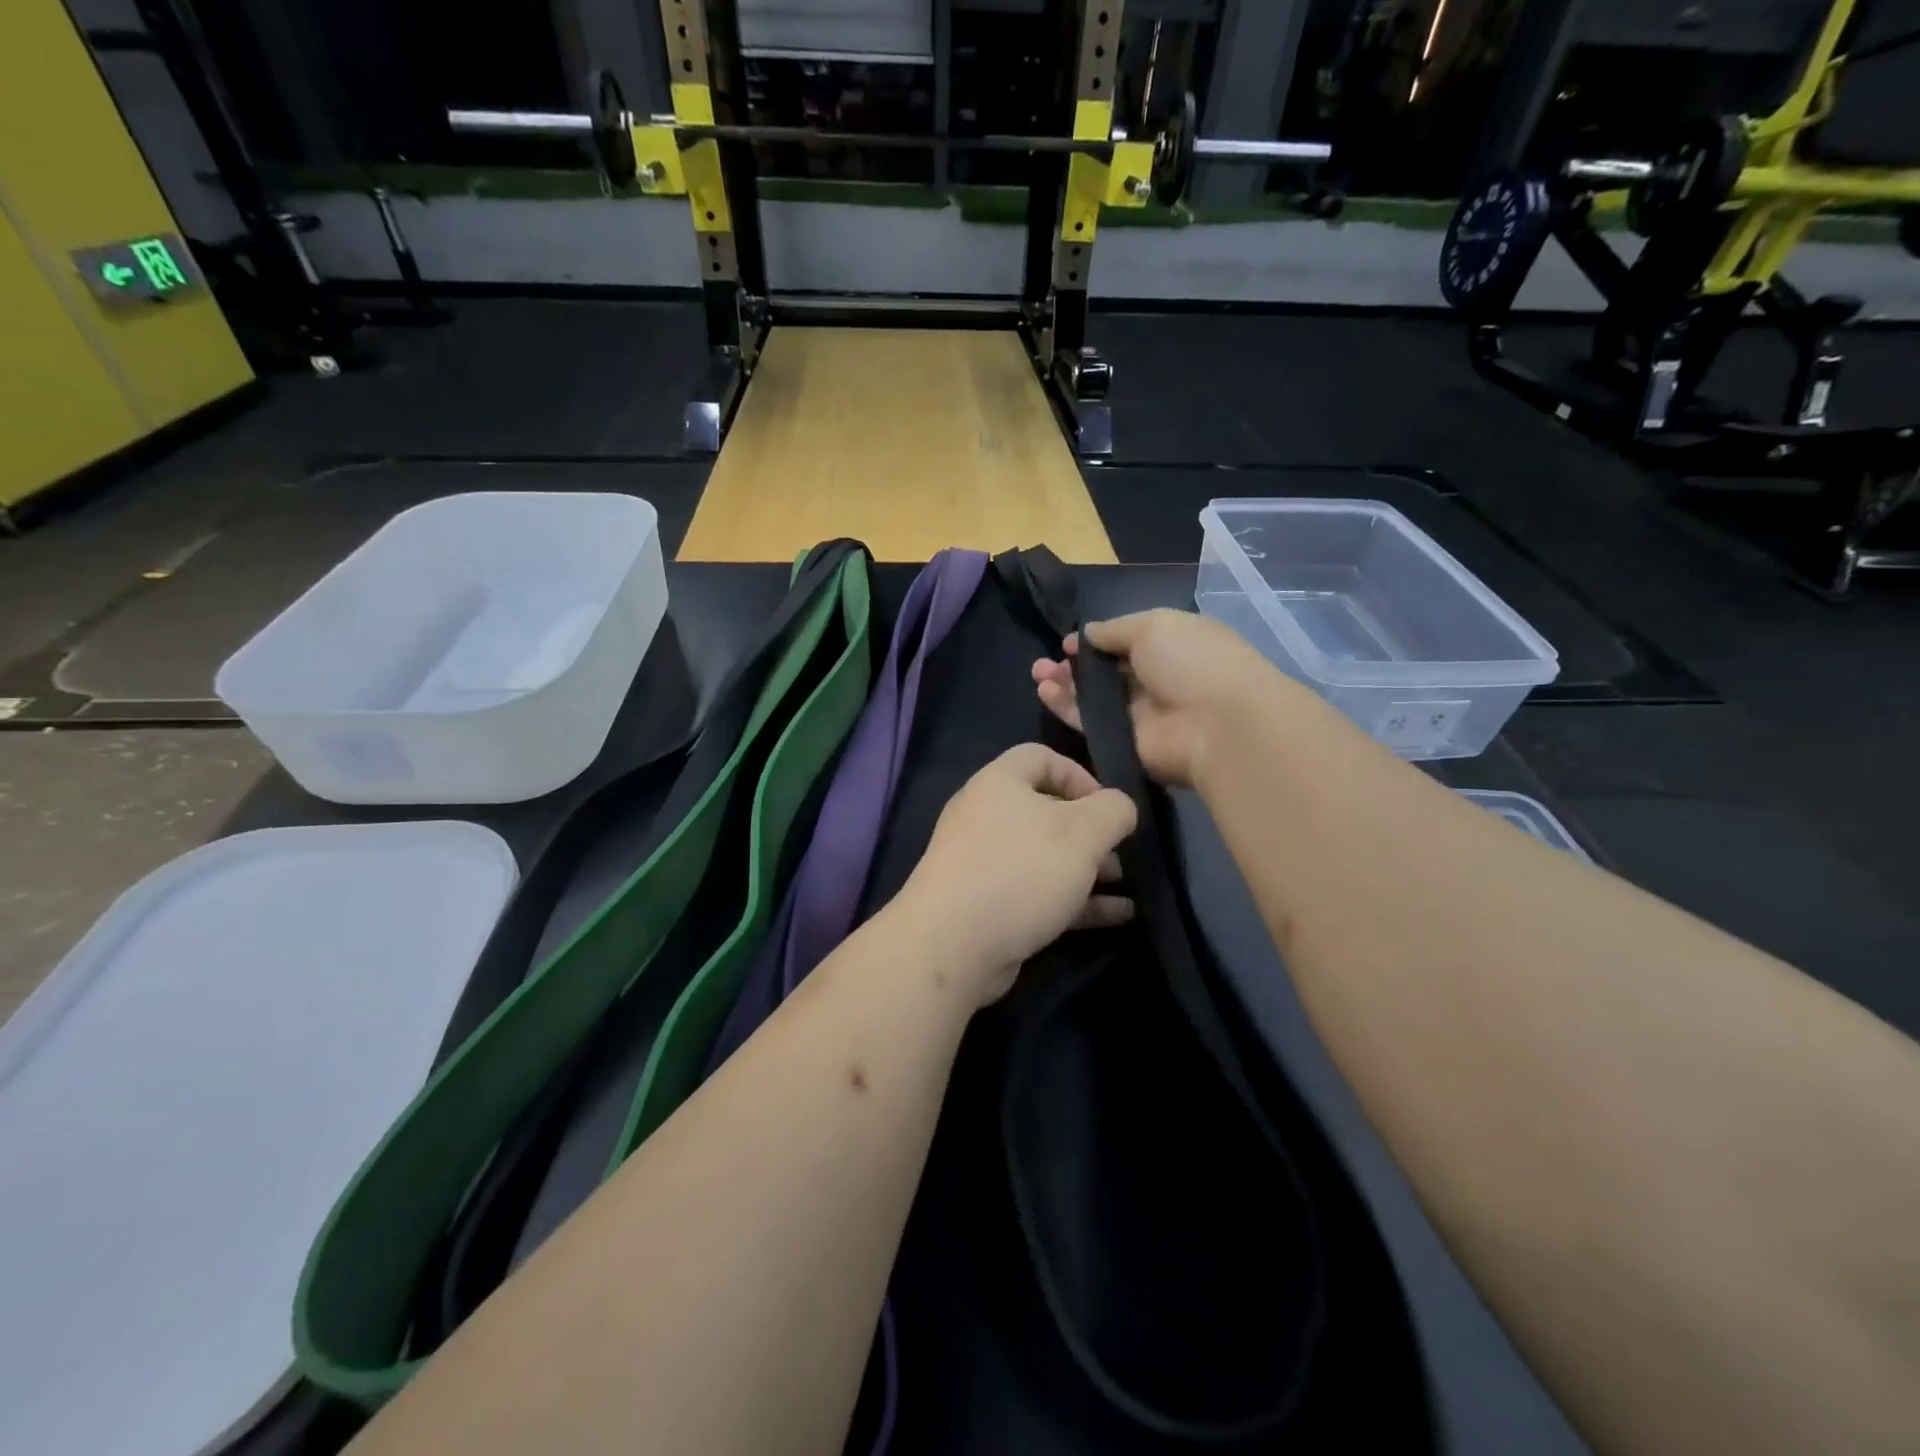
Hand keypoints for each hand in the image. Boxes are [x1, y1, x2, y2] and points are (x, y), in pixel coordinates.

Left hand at [893, 744, 1137, 1004]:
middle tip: (1121, 853)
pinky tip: (1118, 915)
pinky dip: (1076, 899)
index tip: (1108, 806)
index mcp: (999, 783)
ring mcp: (984, 863)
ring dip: (1088, 868)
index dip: (1080, 774)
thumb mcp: (1081, 834)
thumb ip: (1113, 811)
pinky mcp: (988, 904)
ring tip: (1126, 885)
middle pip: (1047, 810)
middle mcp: (986, 816)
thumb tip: (1120, 807)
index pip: (1041, 757)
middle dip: (1091, 831)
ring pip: (1045, 855)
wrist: (951, 946)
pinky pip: (1039, 891)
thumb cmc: (1020, 872)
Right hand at [1031, 609, 1276, 787]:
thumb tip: (1086, 633)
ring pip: (1093, 698)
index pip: (1126, 642)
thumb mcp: (1153, 626)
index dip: (1095, 641)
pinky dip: (1066, 708)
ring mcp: (1139, 713)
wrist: (1217, 724)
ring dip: (1064, 684)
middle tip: (1044, 662)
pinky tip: (1044, 692)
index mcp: (1171, 645)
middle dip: (1074, 664)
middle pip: (1105, 672)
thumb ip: (1114, 629)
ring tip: (1037, 674)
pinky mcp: (1124, 742)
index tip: (1068, 641)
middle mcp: (1155, 679)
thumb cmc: (1191, 661)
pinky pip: (1089, 722)